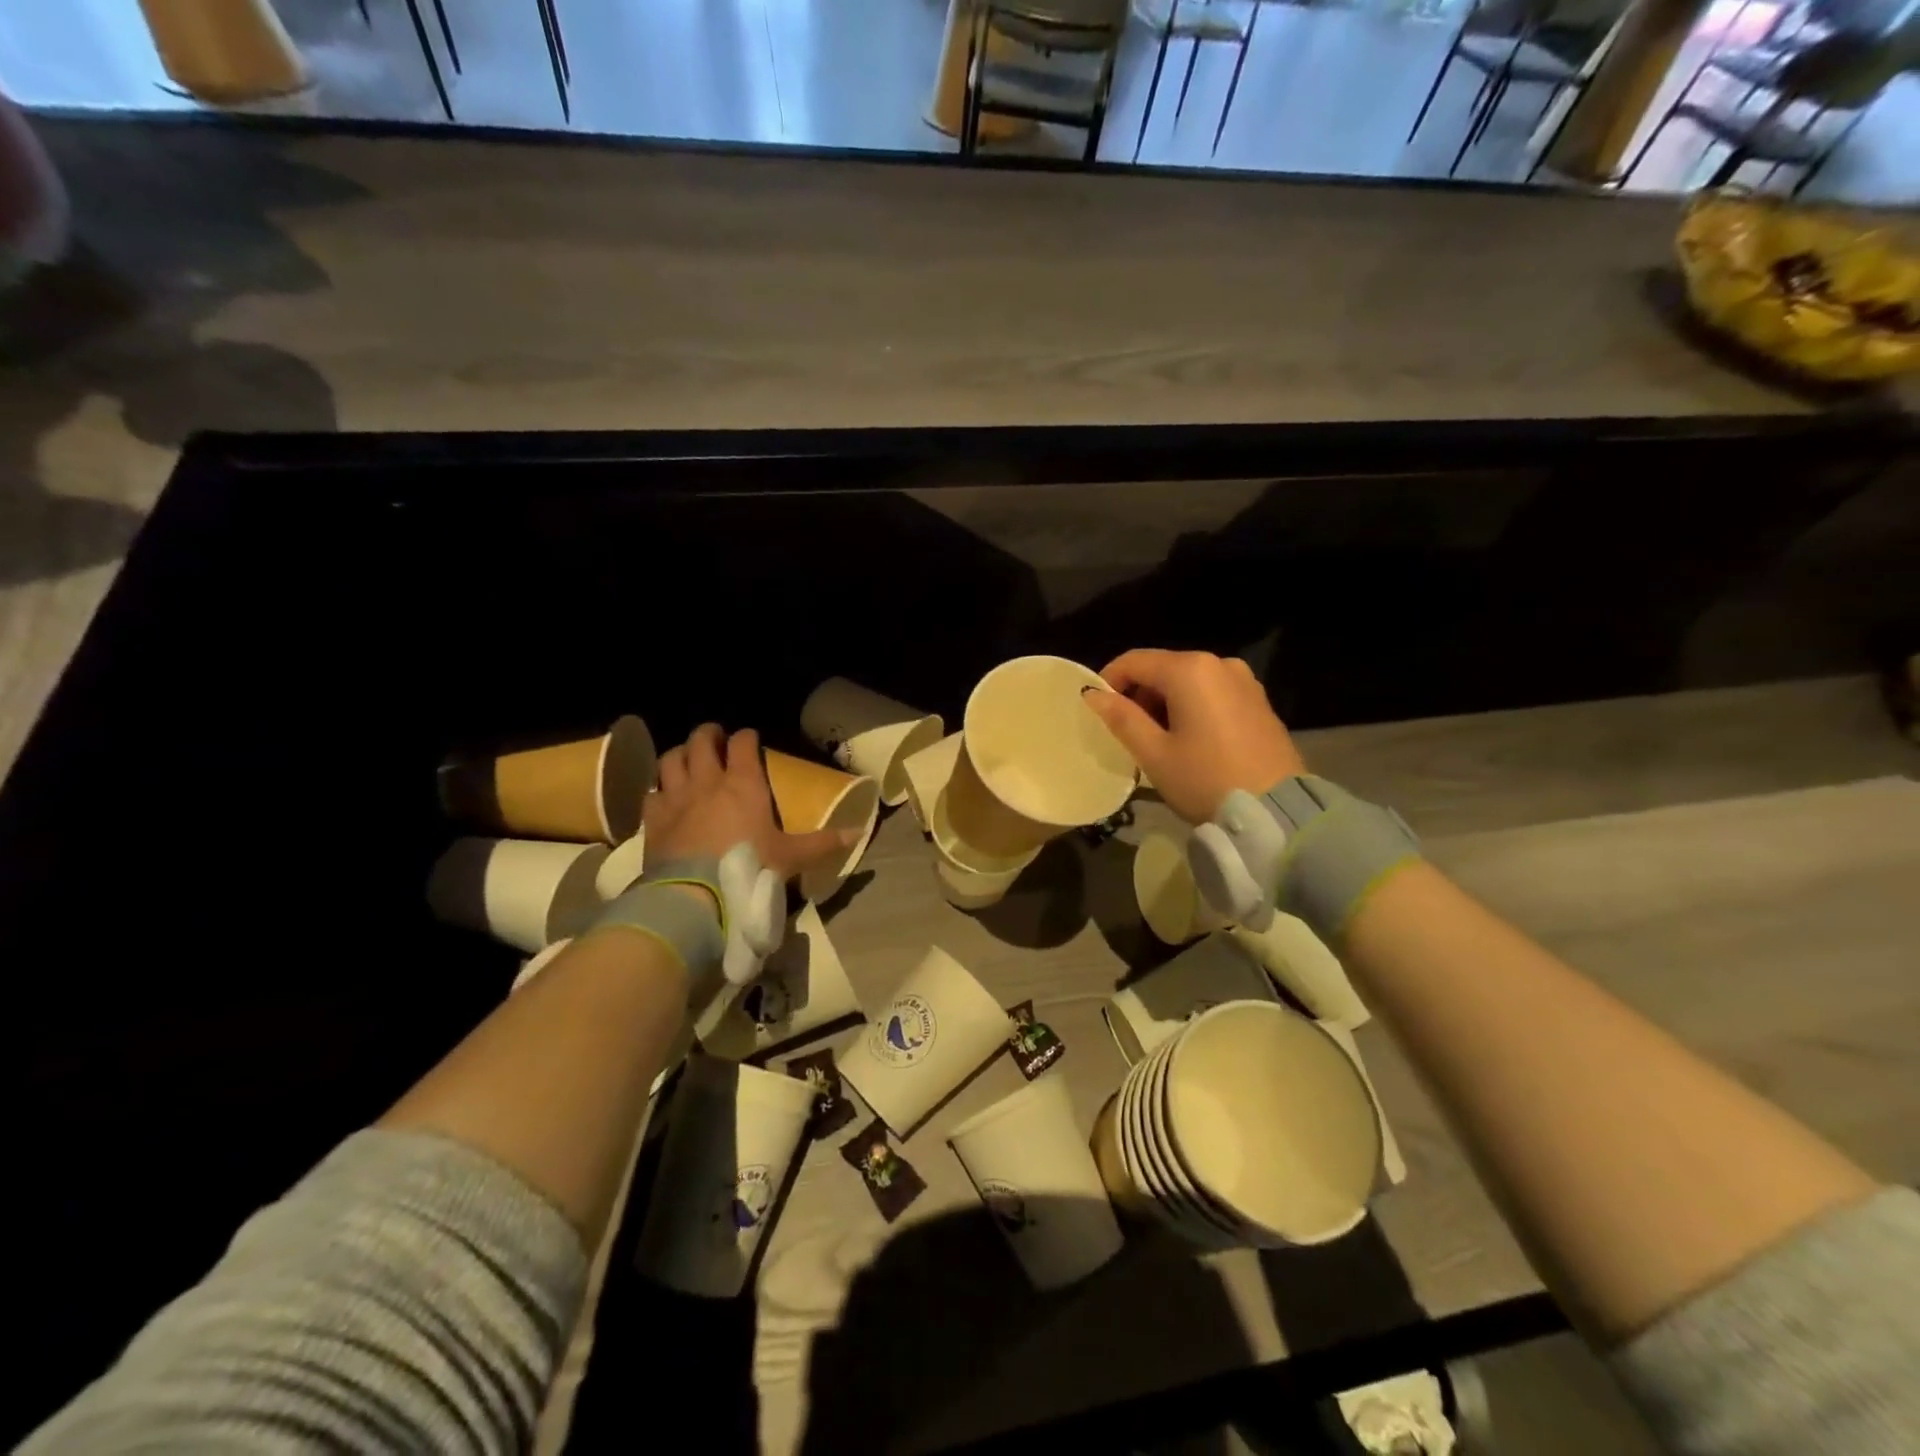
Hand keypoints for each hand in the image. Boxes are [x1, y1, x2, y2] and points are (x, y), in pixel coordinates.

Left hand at [645, 725, 855, 883]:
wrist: (695, 897)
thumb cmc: (749, 869)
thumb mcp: (791, 857)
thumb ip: (823, 843)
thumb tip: (859, 833)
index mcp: (744, 785)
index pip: (743, 744)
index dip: (747, 737)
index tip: (751, 738)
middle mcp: (707, 782)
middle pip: (701, 741)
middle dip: (709, 734)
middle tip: (716, 738)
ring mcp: (676, 798)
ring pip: (671, 759)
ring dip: (680, 754)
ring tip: (687, 758)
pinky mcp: (653, 819)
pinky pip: (652, 792)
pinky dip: (659, 789)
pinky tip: (665, 797)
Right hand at [1084, 650, 1305, 824]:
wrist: (1275, 812)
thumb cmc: (1205, 780)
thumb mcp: (1154, 754)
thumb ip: (1121, 718)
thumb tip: (1092, 694)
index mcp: (1190, 670)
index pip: (1135, 661)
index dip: (1109, 680)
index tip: (1097, 709)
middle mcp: (1219, 664)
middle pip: (1163, 668)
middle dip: (1139, 695)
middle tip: (1127, 733)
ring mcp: (1245, 681)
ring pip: (1189, 681)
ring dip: (1165, 703)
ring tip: (1157, 741)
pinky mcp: (1259, 701)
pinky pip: (1213, 693)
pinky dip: (1192, 708)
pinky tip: (1189, 741)